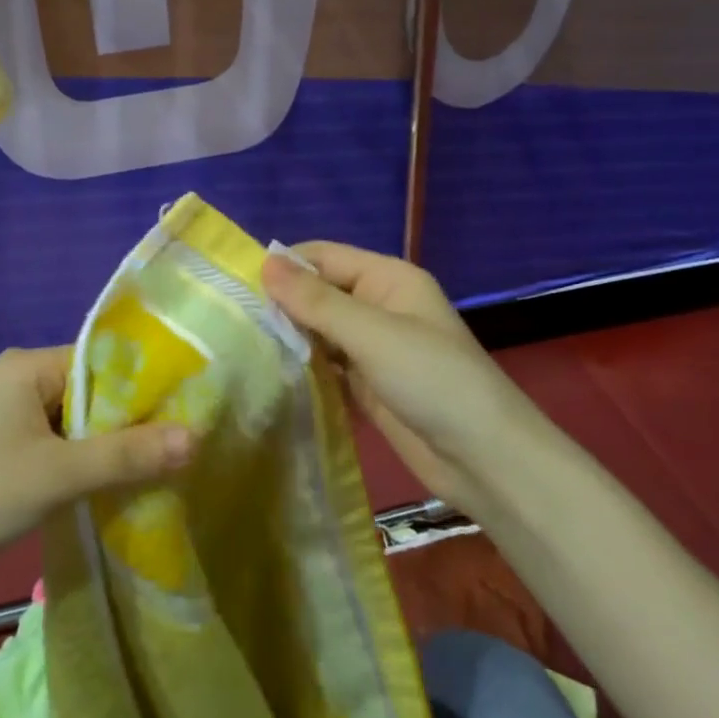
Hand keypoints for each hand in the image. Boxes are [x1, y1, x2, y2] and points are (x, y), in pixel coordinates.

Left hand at [0, 346, 193, 578]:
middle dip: (132, 421)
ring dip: (110, 447)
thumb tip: (196, 437)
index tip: (191, 410)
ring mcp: (12, 418)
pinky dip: (86, 465)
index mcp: (31, 366)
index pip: (105, 360)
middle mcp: (22, 381)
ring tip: (162, 468)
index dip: (147, 384)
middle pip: (94, 393)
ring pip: (78, 424)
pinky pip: (60, 448)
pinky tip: (117, 487)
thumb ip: (126, 456)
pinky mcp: (6, 452)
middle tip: (184, 446)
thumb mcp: (57, 474)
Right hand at [262, 243, 520, 518]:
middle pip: (319, 292)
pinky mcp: (367, 384)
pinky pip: (326, 364)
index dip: (284, 266)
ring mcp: (373, 347)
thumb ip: (316, 301)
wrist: (486, 460)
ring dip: (289, 336)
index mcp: (387, 278)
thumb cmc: (432, 380)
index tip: (236, 284)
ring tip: (241, 346)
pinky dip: (303, 366)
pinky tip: (270, 374)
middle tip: (232, 321)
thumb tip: (264, 262)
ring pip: (319, 330)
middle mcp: (378, 305)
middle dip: (282, 303)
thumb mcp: (372, 334)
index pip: (323, 257)